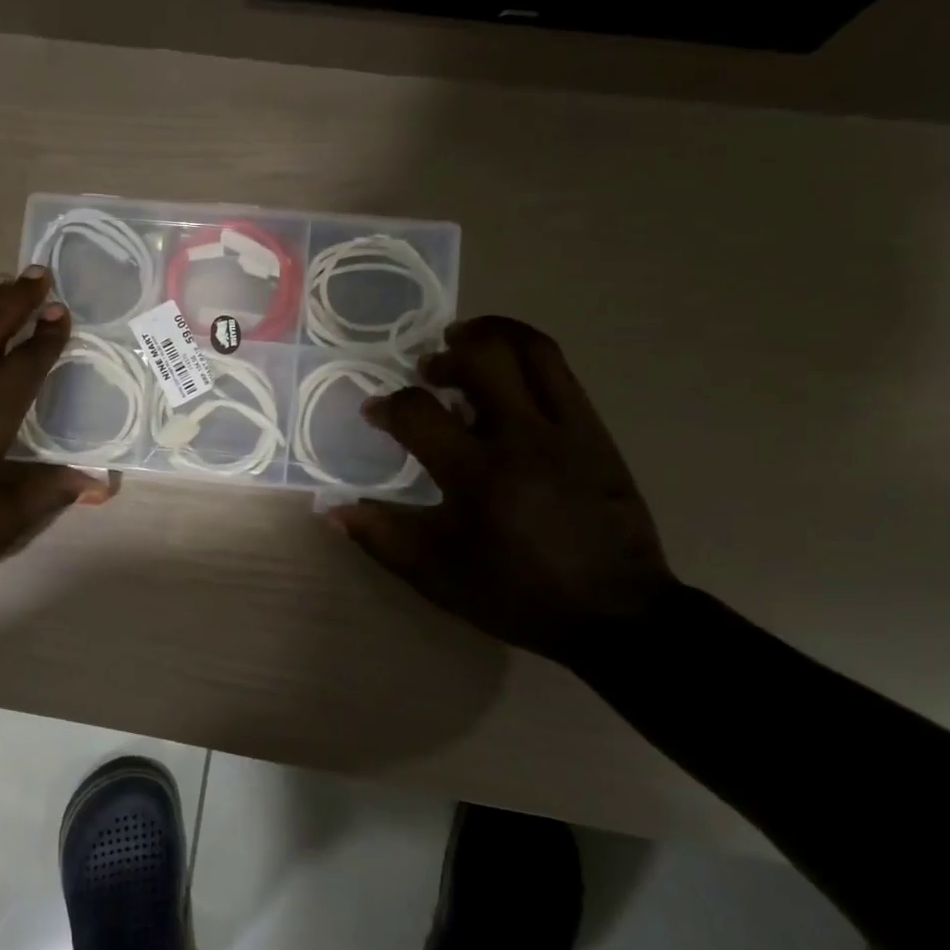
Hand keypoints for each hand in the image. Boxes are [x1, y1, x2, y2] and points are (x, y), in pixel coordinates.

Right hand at [329, 316, 675, 663]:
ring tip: (467, 342)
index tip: (376, 413)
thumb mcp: (437, 575)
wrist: (616, 614)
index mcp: (477, 475)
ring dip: (492, 334)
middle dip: (445, 354)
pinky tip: (509, 377)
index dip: (387, 405)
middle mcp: (523, 438)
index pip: (418, 412)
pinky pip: (561, 373)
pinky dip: (527, 358)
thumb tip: (332, 508)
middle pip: (483, 358)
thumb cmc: (517, 594)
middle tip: (428, 368)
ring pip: (532, 351)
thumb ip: (381, 536)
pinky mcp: (596, 433)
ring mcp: (568, 430)